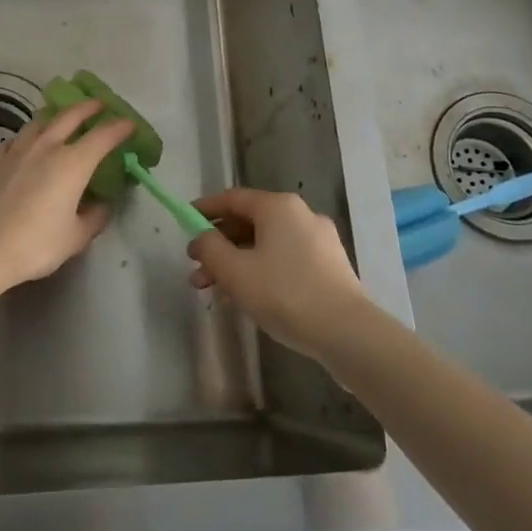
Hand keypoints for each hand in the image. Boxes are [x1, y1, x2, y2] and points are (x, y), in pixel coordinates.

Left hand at [0, 100, 134, 292]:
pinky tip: (25, 147)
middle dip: (89, 107)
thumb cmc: (34, 244)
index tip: (130, 125)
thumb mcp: (75, 238)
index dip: (120, 127)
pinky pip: (15, 140)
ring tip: (61, 121)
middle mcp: (46, 147)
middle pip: (70, 115)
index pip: (104, 135)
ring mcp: (16, 150)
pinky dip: (26, 138)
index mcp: (73, 163)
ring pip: (40, 122)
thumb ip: (94, 218)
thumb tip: (102, 205)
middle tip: (100, 105)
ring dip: (56, 117)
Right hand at [188, 189, 370, 363]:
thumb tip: (201, 238)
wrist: (347, 332)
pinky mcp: (329, 266)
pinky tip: (246, 298)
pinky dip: (260, 271)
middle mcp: (301, 214)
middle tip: (196, 270)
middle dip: (219, 246)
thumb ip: (210, 248)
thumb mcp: (235, 271)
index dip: (205, 209)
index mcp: (278, 206)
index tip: (184, 221)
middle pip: (249, 223)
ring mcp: (319, 240)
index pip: (233, 198)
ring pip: (266, 244)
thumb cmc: (284, 293)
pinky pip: (284, 259)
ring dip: (237, 263)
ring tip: (215, 292)